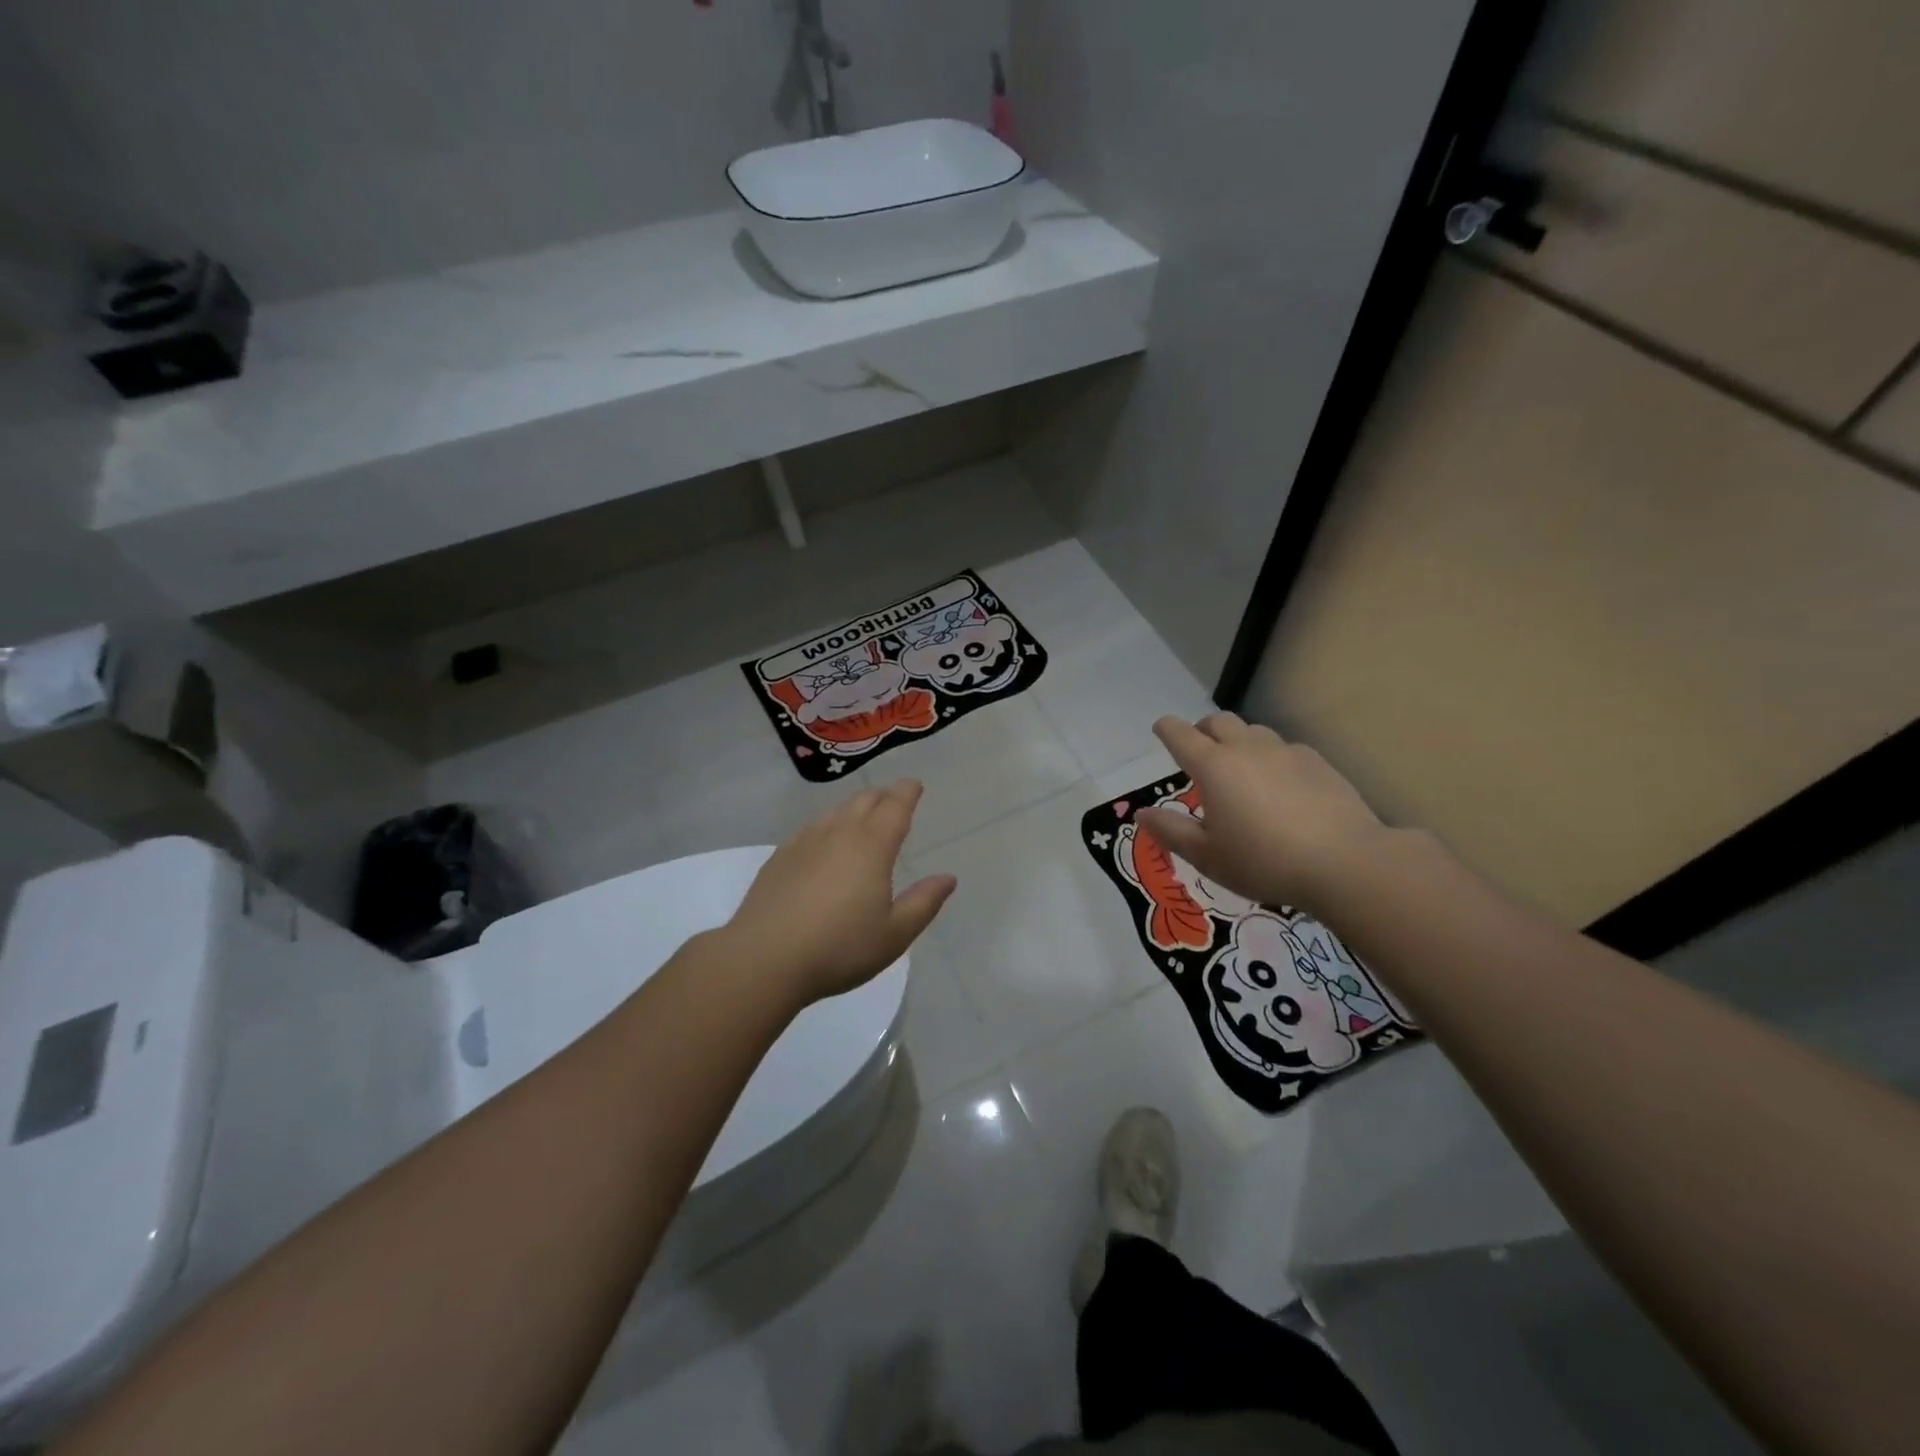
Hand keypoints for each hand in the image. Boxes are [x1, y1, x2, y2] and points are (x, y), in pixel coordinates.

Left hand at [724, 779, 955, 1004]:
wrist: (764, 959)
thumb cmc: (839, 948)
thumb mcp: (894, 934)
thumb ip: (923, 903)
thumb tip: (948, 878)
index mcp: (872, 846)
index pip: (895, 806)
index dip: (907, 792)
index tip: (914, 785)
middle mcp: (839, 833)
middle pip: (864, 801)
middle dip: (883, 796)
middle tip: (893, 799)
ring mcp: (804, 842)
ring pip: (835, 811)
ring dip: (854, 808)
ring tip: (862, 817)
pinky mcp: (779, 857)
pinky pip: (811, 828)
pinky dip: (827, 826)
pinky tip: (823, 842)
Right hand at [1136, 713, 1390, 915]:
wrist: (1344, 862)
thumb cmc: (1263, 861)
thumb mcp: (1207, 855)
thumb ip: (1171, 831)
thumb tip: (1143, 813)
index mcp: (1213, 766)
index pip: (1180, 734)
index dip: (1166, 729)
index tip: (1160, 729)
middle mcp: (1246, 749)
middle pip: (1218, 722)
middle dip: (1202, 729)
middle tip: (1198, 749)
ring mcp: (1286, 752)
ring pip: (1253, 731)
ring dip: (1238, 741)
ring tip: (1239, 768)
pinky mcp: (1318, 762)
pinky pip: (1285, 748)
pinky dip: (1271, 757)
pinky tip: (1279, 784)